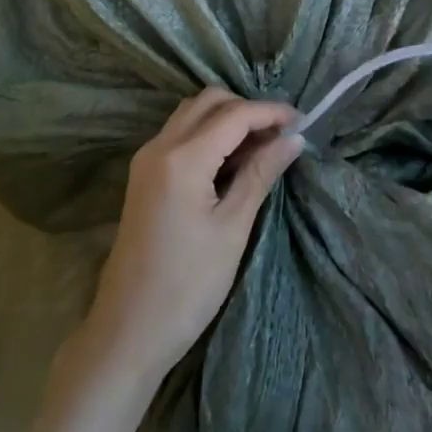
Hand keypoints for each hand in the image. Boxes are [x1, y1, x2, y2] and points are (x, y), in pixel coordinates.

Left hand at [73, 89, 302, 387]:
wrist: (128, 330)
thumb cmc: (188, 286)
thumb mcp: (232, 229)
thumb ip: (260, 174)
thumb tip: (293, 139)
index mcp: (182, 158)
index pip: (234, 114)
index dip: (270, 112)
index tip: (303, 121)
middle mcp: (160, 146)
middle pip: (209, 101)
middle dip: (247, 108)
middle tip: (281, 134)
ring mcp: (147, 158)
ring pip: (192, 113)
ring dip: (227, 118)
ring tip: (262, 146)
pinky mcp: (143, 174)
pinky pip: (180, 133)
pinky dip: (208, 133)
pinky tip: (232, 159)